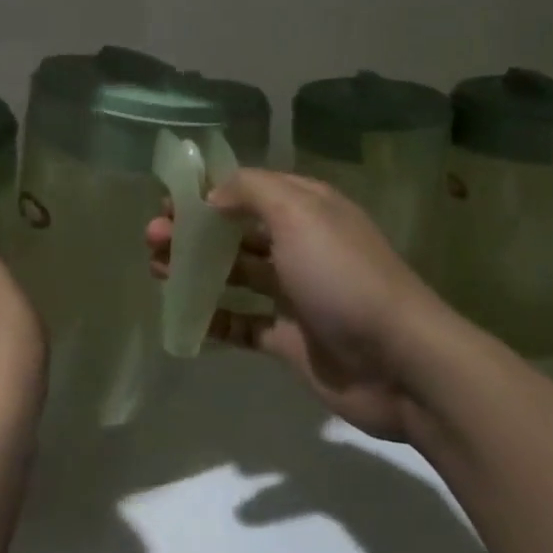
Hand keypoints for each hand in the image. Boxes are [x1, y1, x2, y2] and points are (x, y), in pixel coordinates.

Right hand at [147, 169, 450, 444]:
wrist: (401, 362)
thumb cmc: (343, 275)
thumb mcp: (299, 213)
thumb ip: (250, 191)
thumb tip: (212, 195)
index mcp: (307, 210)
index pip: (248, 190)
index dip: (207, 192)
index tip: (168, 200)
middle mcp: (300, 246)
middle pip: (236, 232)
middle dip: (193, 231)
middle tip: (151, 238)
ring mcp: (295, 295)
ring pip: (236, 275)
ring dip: (196, 270)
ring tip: (156, 269)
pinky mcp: (290, 339)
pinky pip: (243, 323)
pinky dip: (214, 319)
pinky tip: (183, 316)